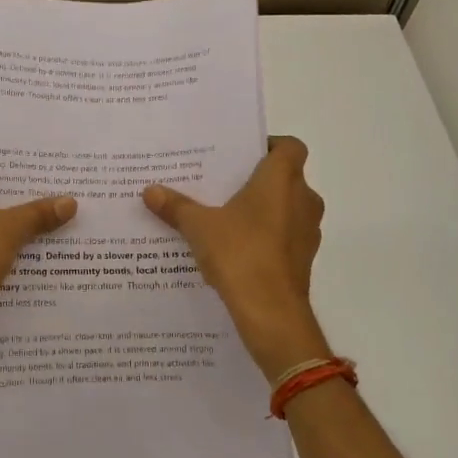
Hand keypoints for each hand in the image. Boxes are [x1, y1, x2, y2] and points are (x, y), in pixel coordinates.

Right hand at [143, 136, 327, 381]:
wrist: (271, 312)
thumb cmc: (240, 253)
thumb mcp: (199, 227)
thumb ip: (176, 206)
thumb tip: (149, 190)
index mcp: (282, 179)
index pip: (289, 146)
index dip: (269, 145)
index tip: (241, 155)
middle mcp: (303, 199)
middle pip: (286, 177)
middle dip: (258, 179)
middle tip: (223, 183)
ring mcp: (308, 231)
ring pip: (287, 207)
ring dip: (264, 209)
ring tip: (226, 215)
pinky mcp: (304, 258)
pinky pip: (286, 235)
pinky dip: (267, 235)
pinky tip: (237, 247)